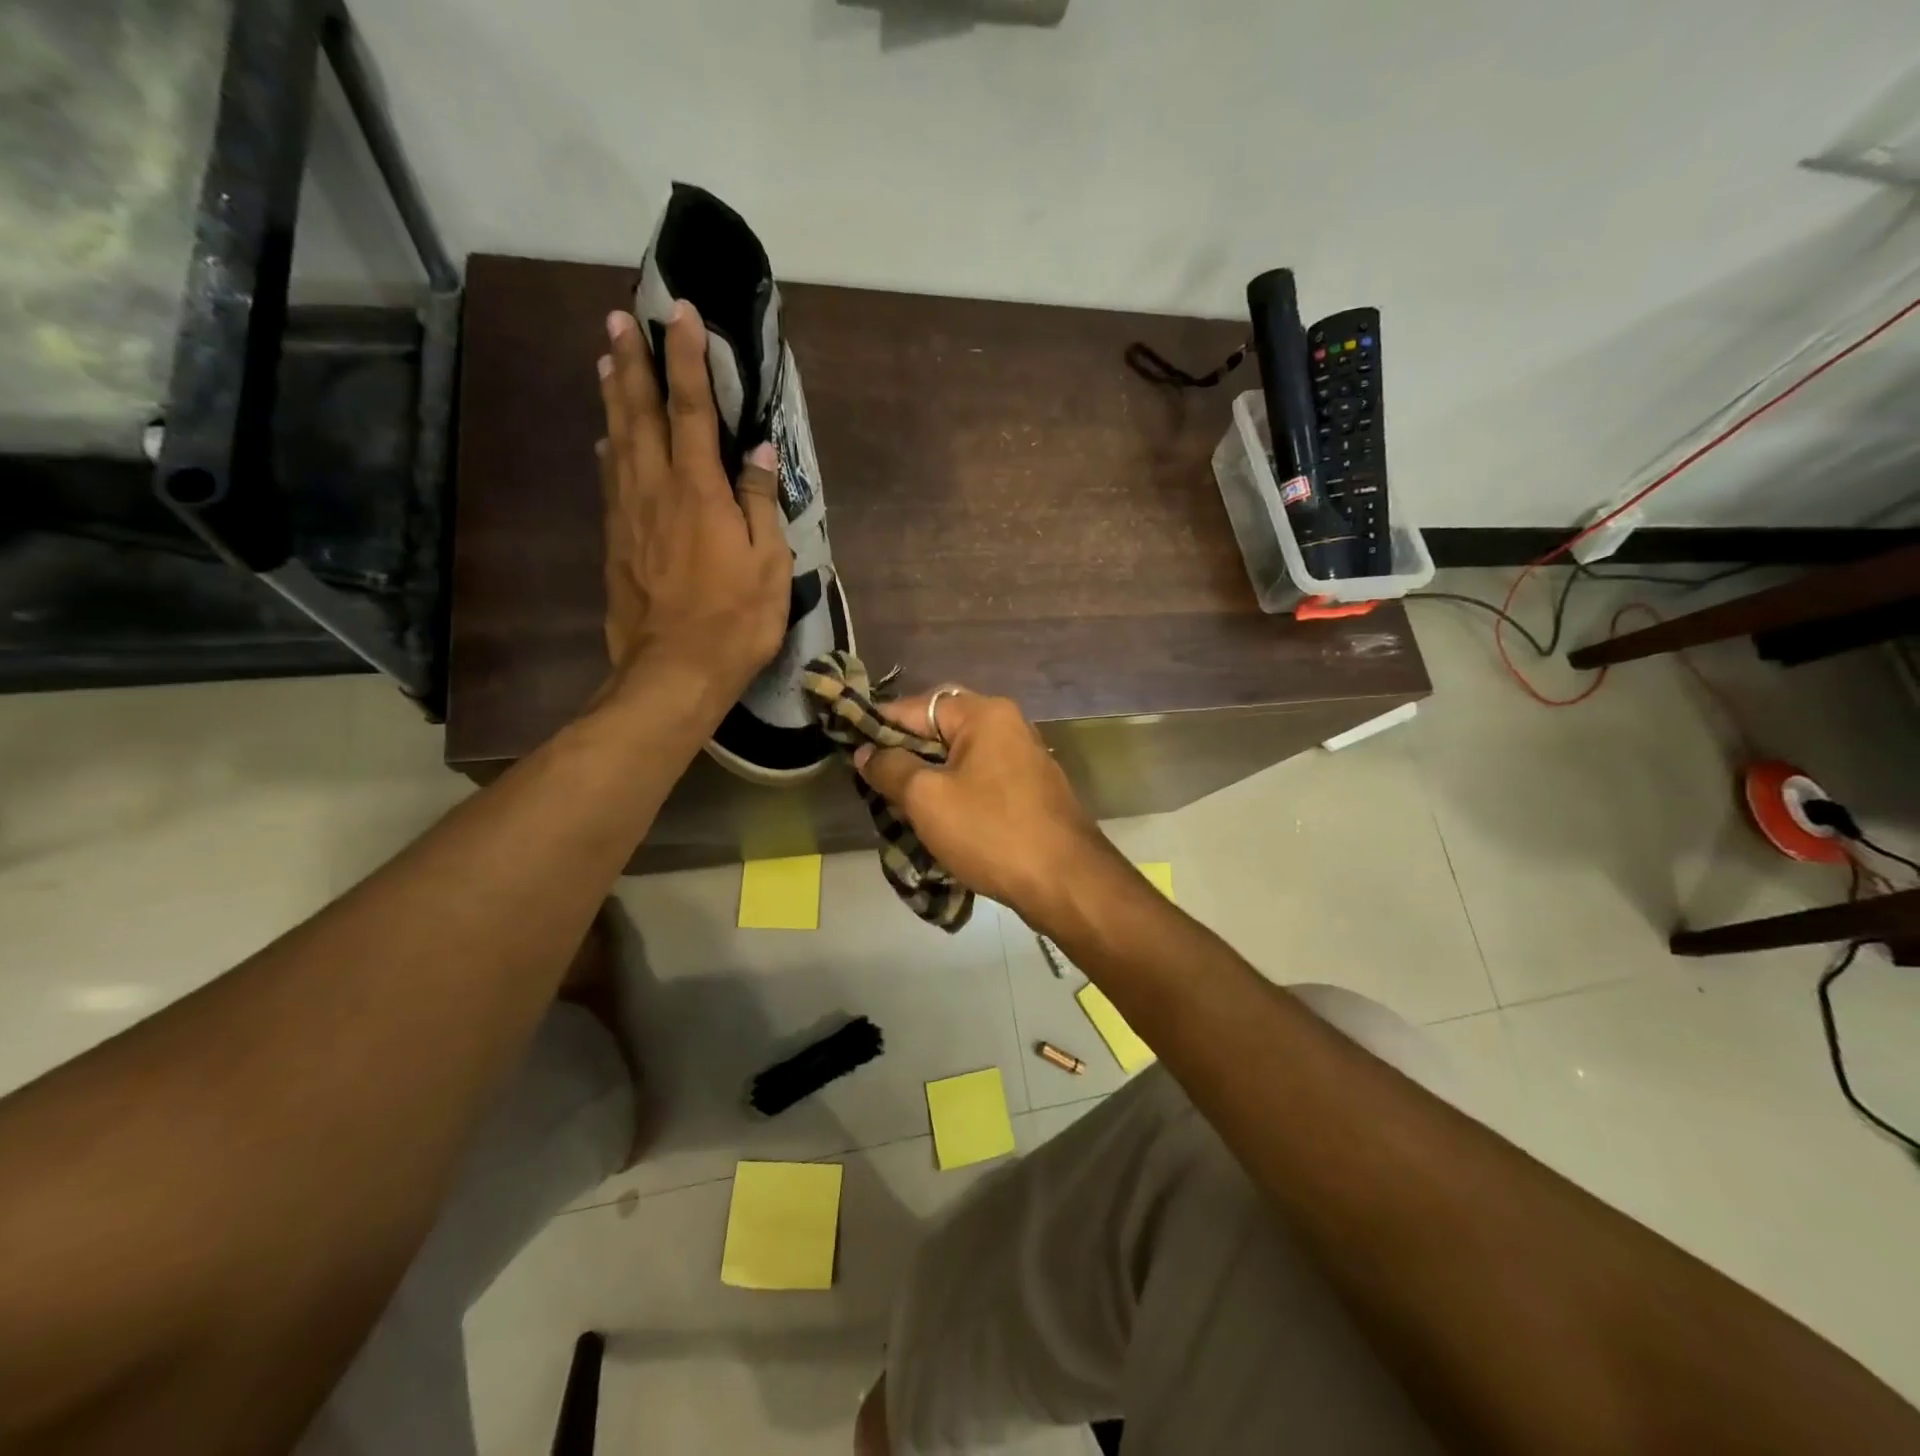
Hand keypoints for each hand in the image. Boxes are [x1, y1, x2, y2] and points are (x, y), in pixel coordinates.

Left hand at [597, 303, 790, 714]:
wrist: (675, 671)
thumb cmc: (735, 619)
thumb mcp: (768, 563)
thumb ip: (760, 503)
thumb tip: (760, 453)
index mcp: (698, 490)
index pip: (692, 409)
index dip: (687, 359)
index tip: (682, 314)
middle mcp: (655, 489)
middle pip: (639, 413)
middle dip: (631, 362)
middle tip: (619, 319)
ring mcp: (628, 515)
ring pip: (616, 440)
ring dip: (612, 396)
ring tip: (605, 360)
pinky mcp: (615, 541)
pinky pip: (610, 480)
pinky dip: (609, 448)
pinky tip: (606, 439)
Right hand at [853, 687, 1118, 921]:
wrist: (1065, 880)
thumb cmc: (991, 831)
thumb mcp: (927, 799)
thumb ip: (891, 768)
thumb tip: (866, 752)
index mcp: (984, 714)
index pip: (917, 706)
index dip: (879, 725)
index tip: (851, 747)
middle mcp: (1008, 724)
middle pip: (941, 727)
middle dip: (905, 751)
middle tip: (874, 779)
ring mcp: (1024, 756)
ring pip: (961, 755)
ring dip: (929, 773)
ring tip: (898, 801)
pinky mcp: (1031, 787)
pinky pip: (981, 777)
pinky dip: (956, 789)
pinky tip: (938, 816)